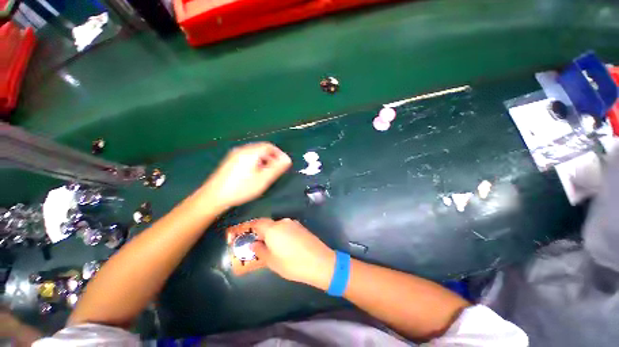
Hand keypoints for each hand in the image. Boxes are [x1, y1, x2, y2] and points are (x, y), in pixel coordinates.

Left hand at [202, 142, 291, 208]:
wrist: (214, 196)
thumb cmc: (241, 188)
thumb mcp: (263, 179)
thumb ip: (277, 168)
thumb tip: (287, 159)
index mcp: (251, 152)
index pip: (269, 146)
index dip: (279, 154)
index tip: (283, 164)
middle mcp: (242, 150)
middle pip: (262, 148)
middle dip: (271, 157)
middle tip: (275, 170)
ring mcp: (234, 155)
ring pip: (255, 153)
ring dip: (264, 160)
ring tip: (266, 173)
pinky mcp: (230, 161)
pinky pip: (247, 157)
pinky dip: (255, 162)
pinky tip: (254, 174)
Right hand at [250, 218, 335, 289]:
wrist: (319, 261)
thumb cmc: (292, 264)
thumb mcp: (272, 261)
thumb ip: (260, 250)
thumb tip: (254, 244)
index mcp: (273, 229)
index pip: (259, 222)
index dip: (253, 228)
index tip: (250, 236)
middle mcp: (283, 222)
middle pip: (269, 224)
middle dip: (264, 232)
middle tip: (262, 245)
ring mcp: (294, 223)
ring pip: (279, 226)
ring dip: (275, 233)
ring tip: (275, 247)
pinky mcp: (302, 227)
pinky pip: (288, 228)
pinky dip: (284, 234)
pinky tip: (287, 245)